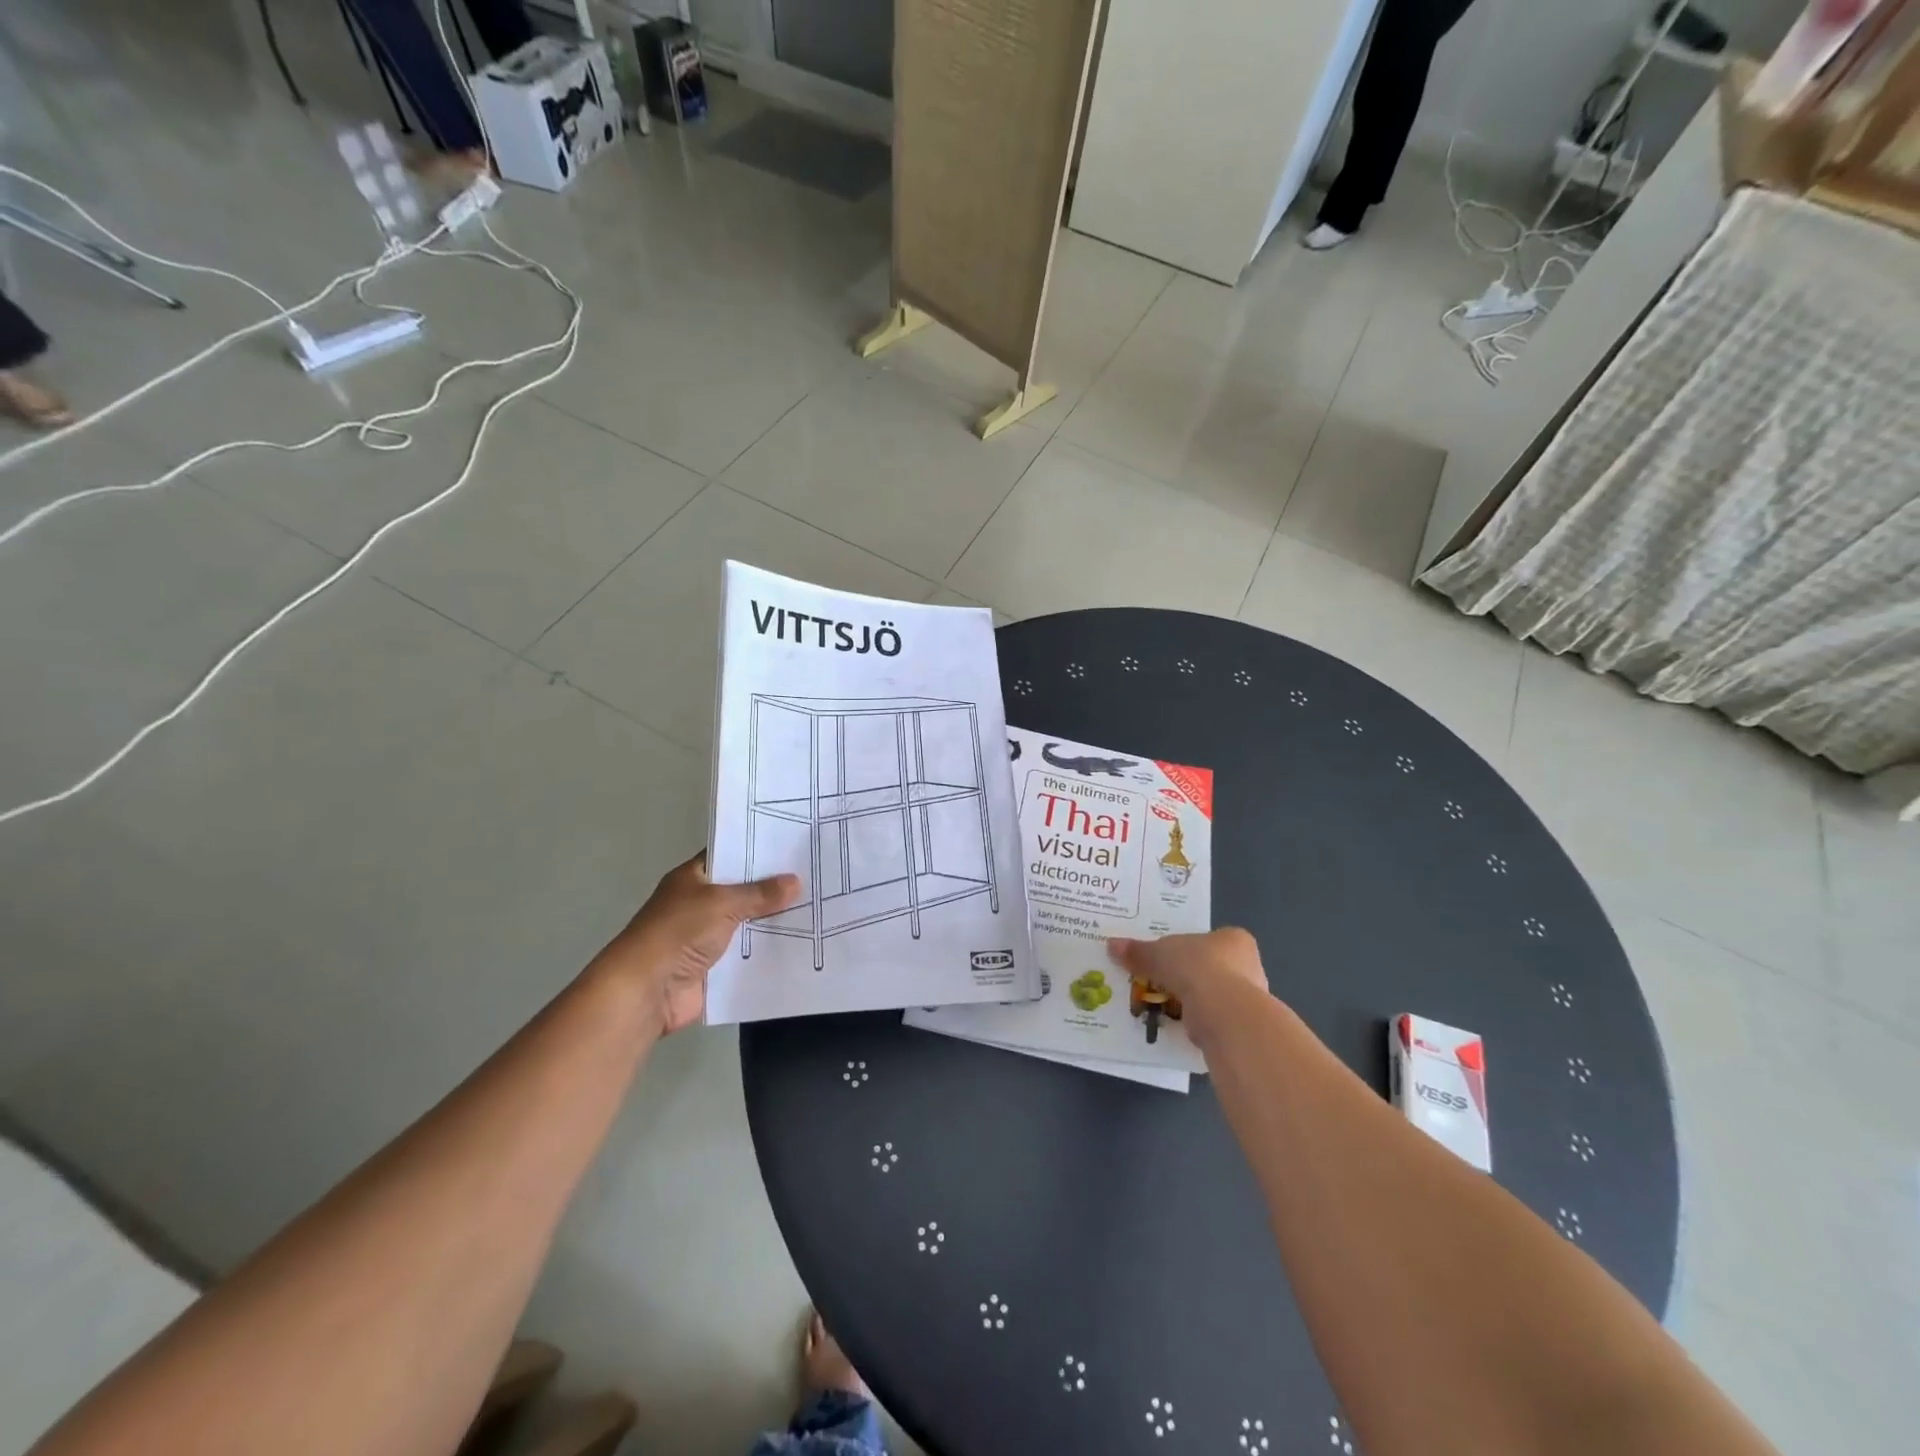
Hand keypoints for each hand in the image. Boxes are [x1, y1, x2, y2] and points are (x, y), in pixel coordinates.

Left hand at [592, 853, 800, 1035]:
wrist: (647, 990)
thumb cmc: (678, 933)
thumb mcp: (721, 903)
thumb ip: (759, 894)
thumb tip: (795, 881)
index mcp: (693, 878)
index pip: (730, 855)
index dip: (758, 850)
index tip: (794, 845)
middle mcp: (701, 903)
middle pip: (743, 890)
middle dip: (774, 887)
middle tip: (816, 875)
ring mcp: (708, 936)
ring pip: (750, 922)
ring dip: (775, 920)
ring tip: (819, 907)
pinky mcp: (717, 966)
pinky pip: (749, 953)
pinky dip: (769, 950)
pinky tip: (803, 942)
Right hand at [1107, 928, 1269, 1042]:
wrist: (1224, 1013)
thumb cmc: (1196, 968)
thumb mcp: (1158, 954)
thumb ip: (1138, 952)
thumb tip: (1112, 945)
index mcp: (1235, 939)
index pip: (1210, 941)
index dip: (1187, 950)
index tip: (1168, 960)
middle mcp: (1250, 966)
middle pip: (1213, 969)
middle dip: (1189, 978)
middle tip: (1163, 984)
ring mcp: (1251, 999)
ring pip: (1215, 998)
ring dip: (1194, 1003)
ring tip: (1166, 1008)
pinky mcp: (1244, 1028)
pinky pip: (1215, 1021)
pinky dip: (1199, 1024)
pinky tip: (1180, 1028)